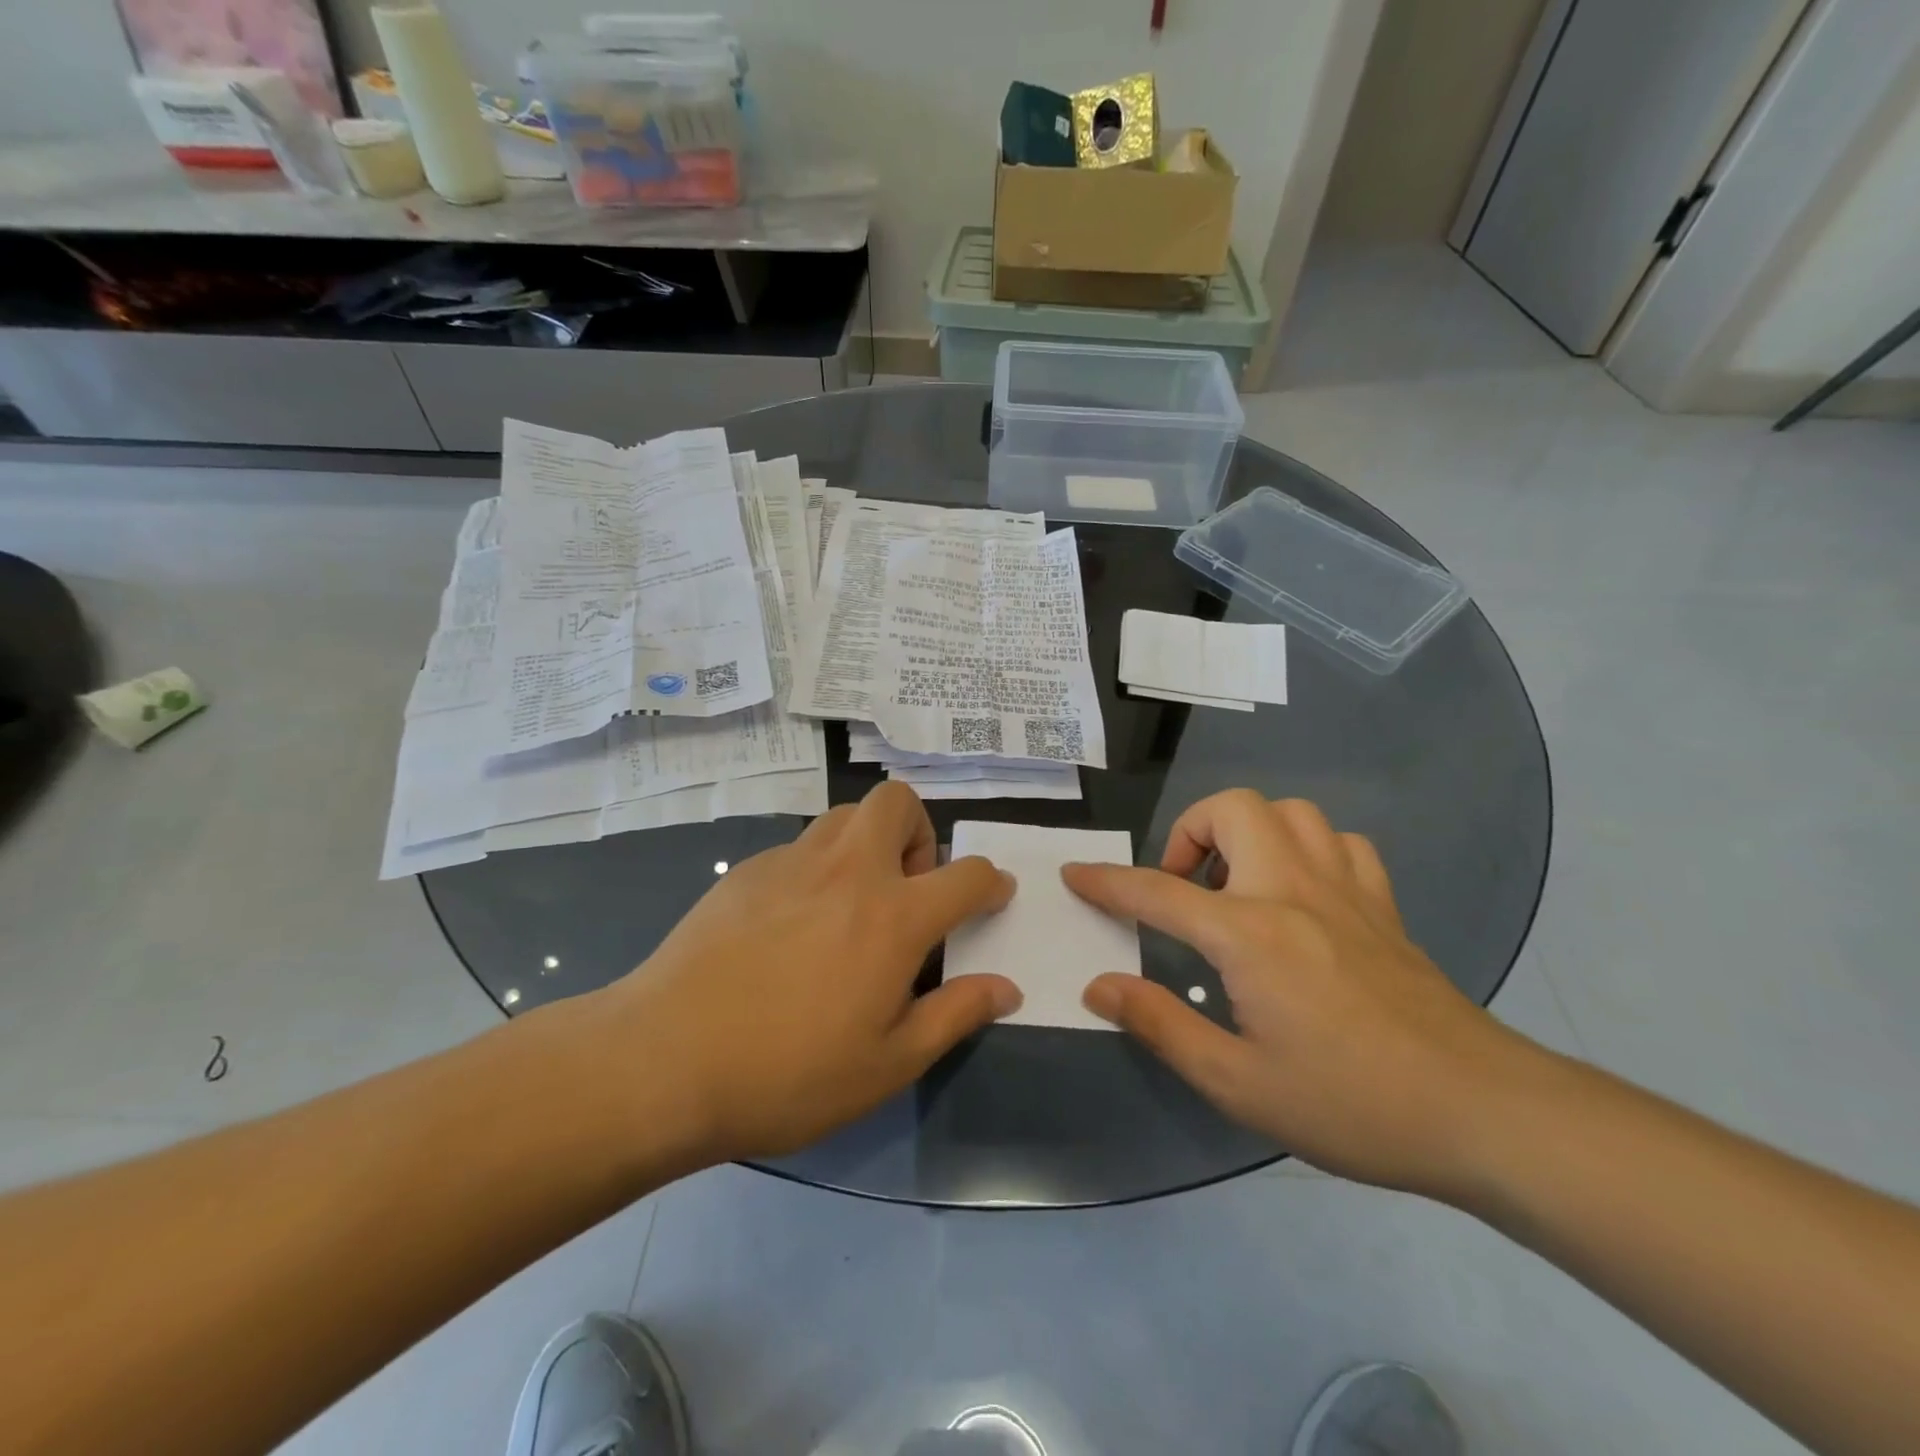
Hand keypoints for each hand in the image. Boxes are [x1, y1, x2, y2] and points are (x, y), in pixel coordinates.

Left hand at [599, 782, 1020, 1163]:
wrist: (665, 1060)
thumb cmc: (789, 1073)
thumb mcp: (888, 1063)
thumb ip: (955, 1015)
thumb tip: (1007, 989)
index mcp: (895, 915)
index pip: (968, 874)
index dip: (991, 882)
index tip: (992, 896)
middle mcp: (849, 870)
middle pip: (898, 801)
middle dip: (919, 831)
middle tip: (907, 888)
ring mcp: (792, 862)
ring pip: (845, 814)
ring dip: (867, 841)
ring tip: (852, 902)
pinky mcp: (747, 870)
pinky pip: (800, 846)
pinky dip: (817, 867)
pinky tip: (791, 925)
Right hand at [1063, 791, 1537, 1198]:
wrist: (1483, 1113)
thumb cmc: (1350, 1103)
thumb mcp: (1237, 1082)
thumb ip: (1160, 1025)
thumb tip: (1100, 986)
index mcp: (1249, 933)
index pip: (1157, 891)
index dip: (1107, 881)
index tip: (1075, 875)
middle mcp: (1293, 890)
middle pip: (1233, 809)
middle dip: (1188, 832)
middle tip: (1182, 888)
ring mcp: (1346, 890)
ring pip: (1290, 811)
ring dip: (1248, 832)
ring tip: (1234, 885)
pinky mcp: (1384, 905)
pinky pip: (1339, 843)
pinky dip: (1306, 850)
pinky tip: (1299, 894)